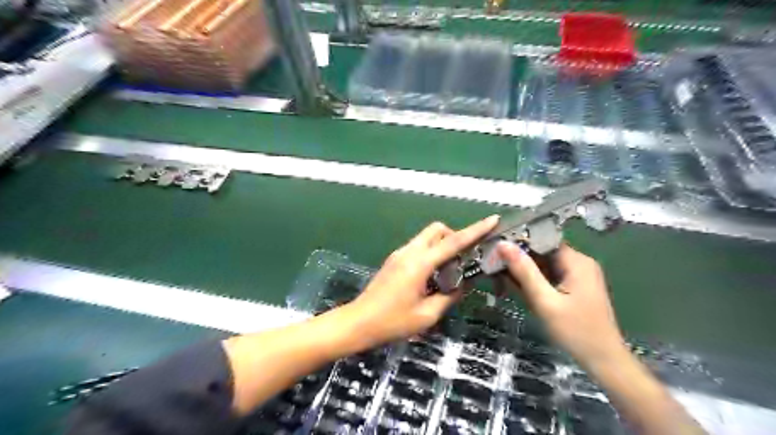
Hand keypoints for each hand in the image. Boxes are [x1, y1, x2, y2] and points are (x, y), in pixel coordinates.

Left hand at [344, 216, 500, 347]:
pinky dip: (431, 253)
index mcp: (420, 263)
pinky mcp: (394, 260)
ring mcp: (400, 254)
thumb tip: (462, 285)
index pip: (453, 241)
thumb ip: (449, 296)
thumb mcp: (427, 315)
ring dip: (442, 246)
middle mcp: (409, 252)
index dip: (475, 230)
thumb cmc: (392, 322)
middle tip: (463, 259)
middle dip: (455, 236)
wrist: (358, 322)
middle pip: (437, 230)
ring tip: (449, 271)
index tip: (492, 219)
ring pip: (427, 237)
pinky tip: (433, 276)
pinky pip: (419, 247)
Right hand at [497, 243, 629, 368]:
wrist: (604, 362)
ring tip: (499, 275)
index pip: (543, 239)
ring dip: (524, 270)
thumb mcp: (545, 301)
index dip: (519, 241)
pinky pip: (549, 276)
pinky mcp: (574, 286)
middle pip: (542, 251)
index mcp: (576, 261)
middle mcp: (579, 263)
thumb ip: (524, 272)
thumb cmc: (575, 332)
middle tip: (493, 265)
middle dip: (519, 258)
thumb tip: (503, 244)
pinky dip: (533, 280)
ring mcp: (578, 275)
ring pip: (543, 264)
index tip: (496, 248)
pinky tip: (516, 287)